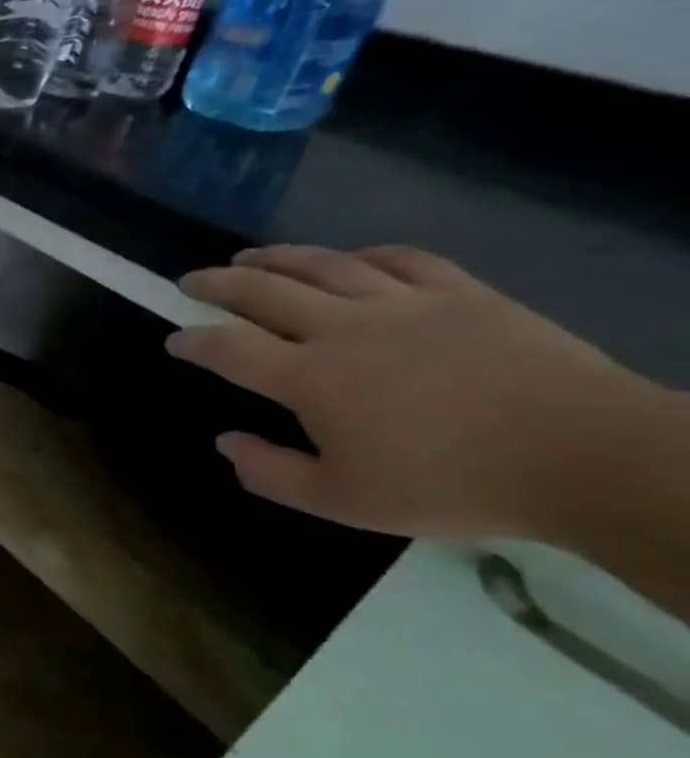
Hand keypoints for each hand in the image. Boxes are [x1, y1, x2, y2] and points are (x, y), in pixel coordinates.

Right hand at [166, 245, 666, 541]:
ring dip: (277, 258)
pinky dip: (362, 255)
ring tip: (249, 256)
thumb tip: (225, 442)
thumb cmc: (448, 485)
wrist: (582, 457)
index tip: (174, 339)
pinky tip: (348, 259)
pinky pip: (400, 259)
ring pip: (324, 265)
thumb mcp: (341, 502)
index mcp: (310, 378)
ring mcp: (404, 304)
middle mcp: (344, 329)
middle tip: (192, 280)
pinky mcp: (460, 293)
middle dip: (218, 284)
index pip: (229, 349)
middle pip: (264, 292)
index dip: (193, 342)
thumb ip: (270, 472)